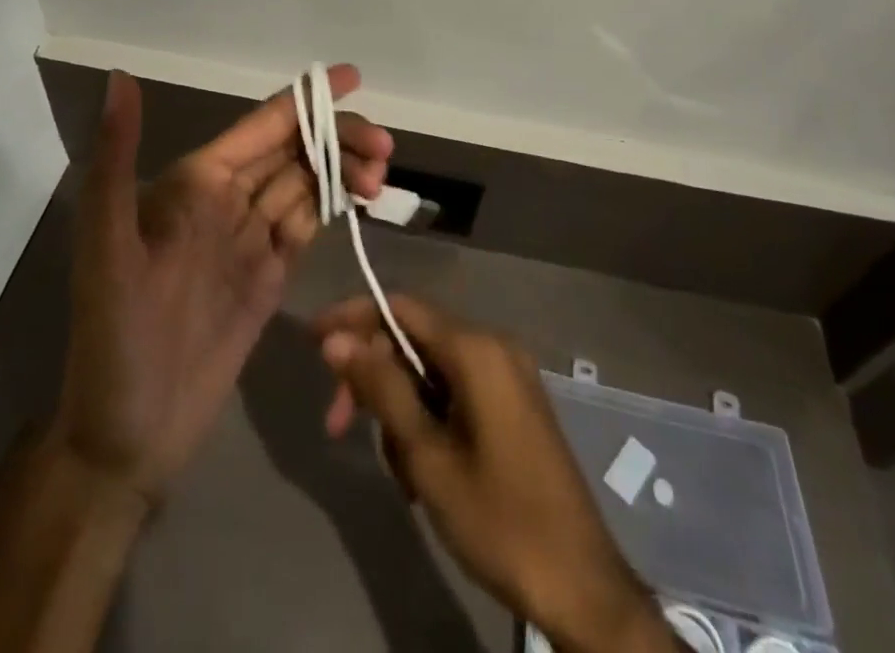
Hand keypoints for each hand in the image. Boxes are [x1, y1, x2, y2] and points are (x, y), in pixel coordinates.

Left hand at [50, 68, 390, 508]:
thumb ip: (115, 160)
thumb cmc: (113, 339)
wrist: (126, 439)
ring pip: (305, 185)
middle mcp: (224, 201)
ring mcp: (248, 241)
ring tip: (380, 179)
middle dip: (338, 138)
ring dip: (343, 171)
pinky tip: (360, 201)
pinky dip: (333, 207)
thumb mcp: (106, 247)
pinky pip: (305, 227)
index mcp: (194, 183)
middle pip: (293, 151)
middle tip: (385, 150)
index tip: (353, 78)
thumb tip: (119, 77)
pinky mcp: (267, 279)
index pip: (260, 126)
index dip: (305, 100)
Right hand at [316, 295, 672, 652]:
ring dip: (401, 407)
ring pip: (432, 370)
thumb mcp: (427, 455)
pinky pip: (456, 389)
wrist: (582, 587)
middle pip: (414, 339)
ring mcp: (509, 374)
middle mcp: (495, 346)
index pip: (400, 308)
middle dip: (373, 377)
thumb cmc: (499, 518)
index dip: (353, 318)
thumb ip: (381, 388)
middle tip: (337, 426)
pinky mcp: (516, 402)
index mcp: (476, 348)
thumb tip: (336, 338)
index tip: (312, 340)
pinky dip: (429, 417)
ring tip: (395, 469)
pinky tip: (422, 469)